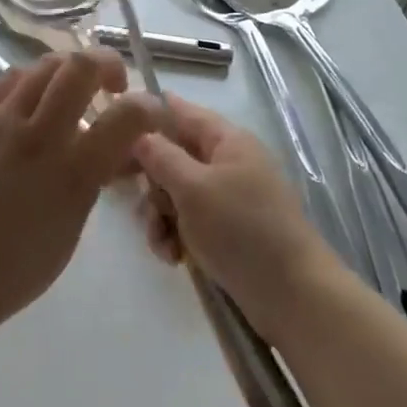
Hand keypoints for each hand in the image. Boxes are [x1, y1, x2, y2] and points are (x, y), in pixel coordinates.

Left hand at [0, 51, 159, 331]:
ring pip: (44, 64)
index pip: (127, 115)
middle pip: (80, 66)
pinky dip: (33, 79)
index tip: (153, 112)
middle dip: (107, 63)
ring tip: (74, 89)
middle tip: (112, 85)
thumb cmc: (24, 261)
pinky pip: (10, 78)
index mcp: (73, 170)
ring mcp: (2, 121)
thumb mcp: (77, 219)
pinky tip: (37, 96)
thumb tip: (121, 145)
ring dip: (70, 69)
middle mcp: (39, 134)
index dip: (150, 107)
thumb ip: (99, 173)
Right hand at [132, 96, 331, 341]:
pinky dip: (176, 236)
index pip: (181, 112)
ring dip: (160, 216)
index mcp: (227, 140)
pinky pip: (189, 222)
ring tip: (162, 242)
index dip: (148, 115)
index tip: (113, 129)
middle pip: (174, 155)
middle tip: (135, 199)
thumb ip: (161, 157)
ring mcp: (229, 198)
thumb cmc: (241, 229)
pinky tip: (174, 258)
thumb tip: (140, 134)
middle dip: (152, 181)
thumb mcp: (193, 188)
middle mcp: (228, 162)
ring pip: (176, 193)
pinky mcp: (228, 231)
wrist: (292, 295)